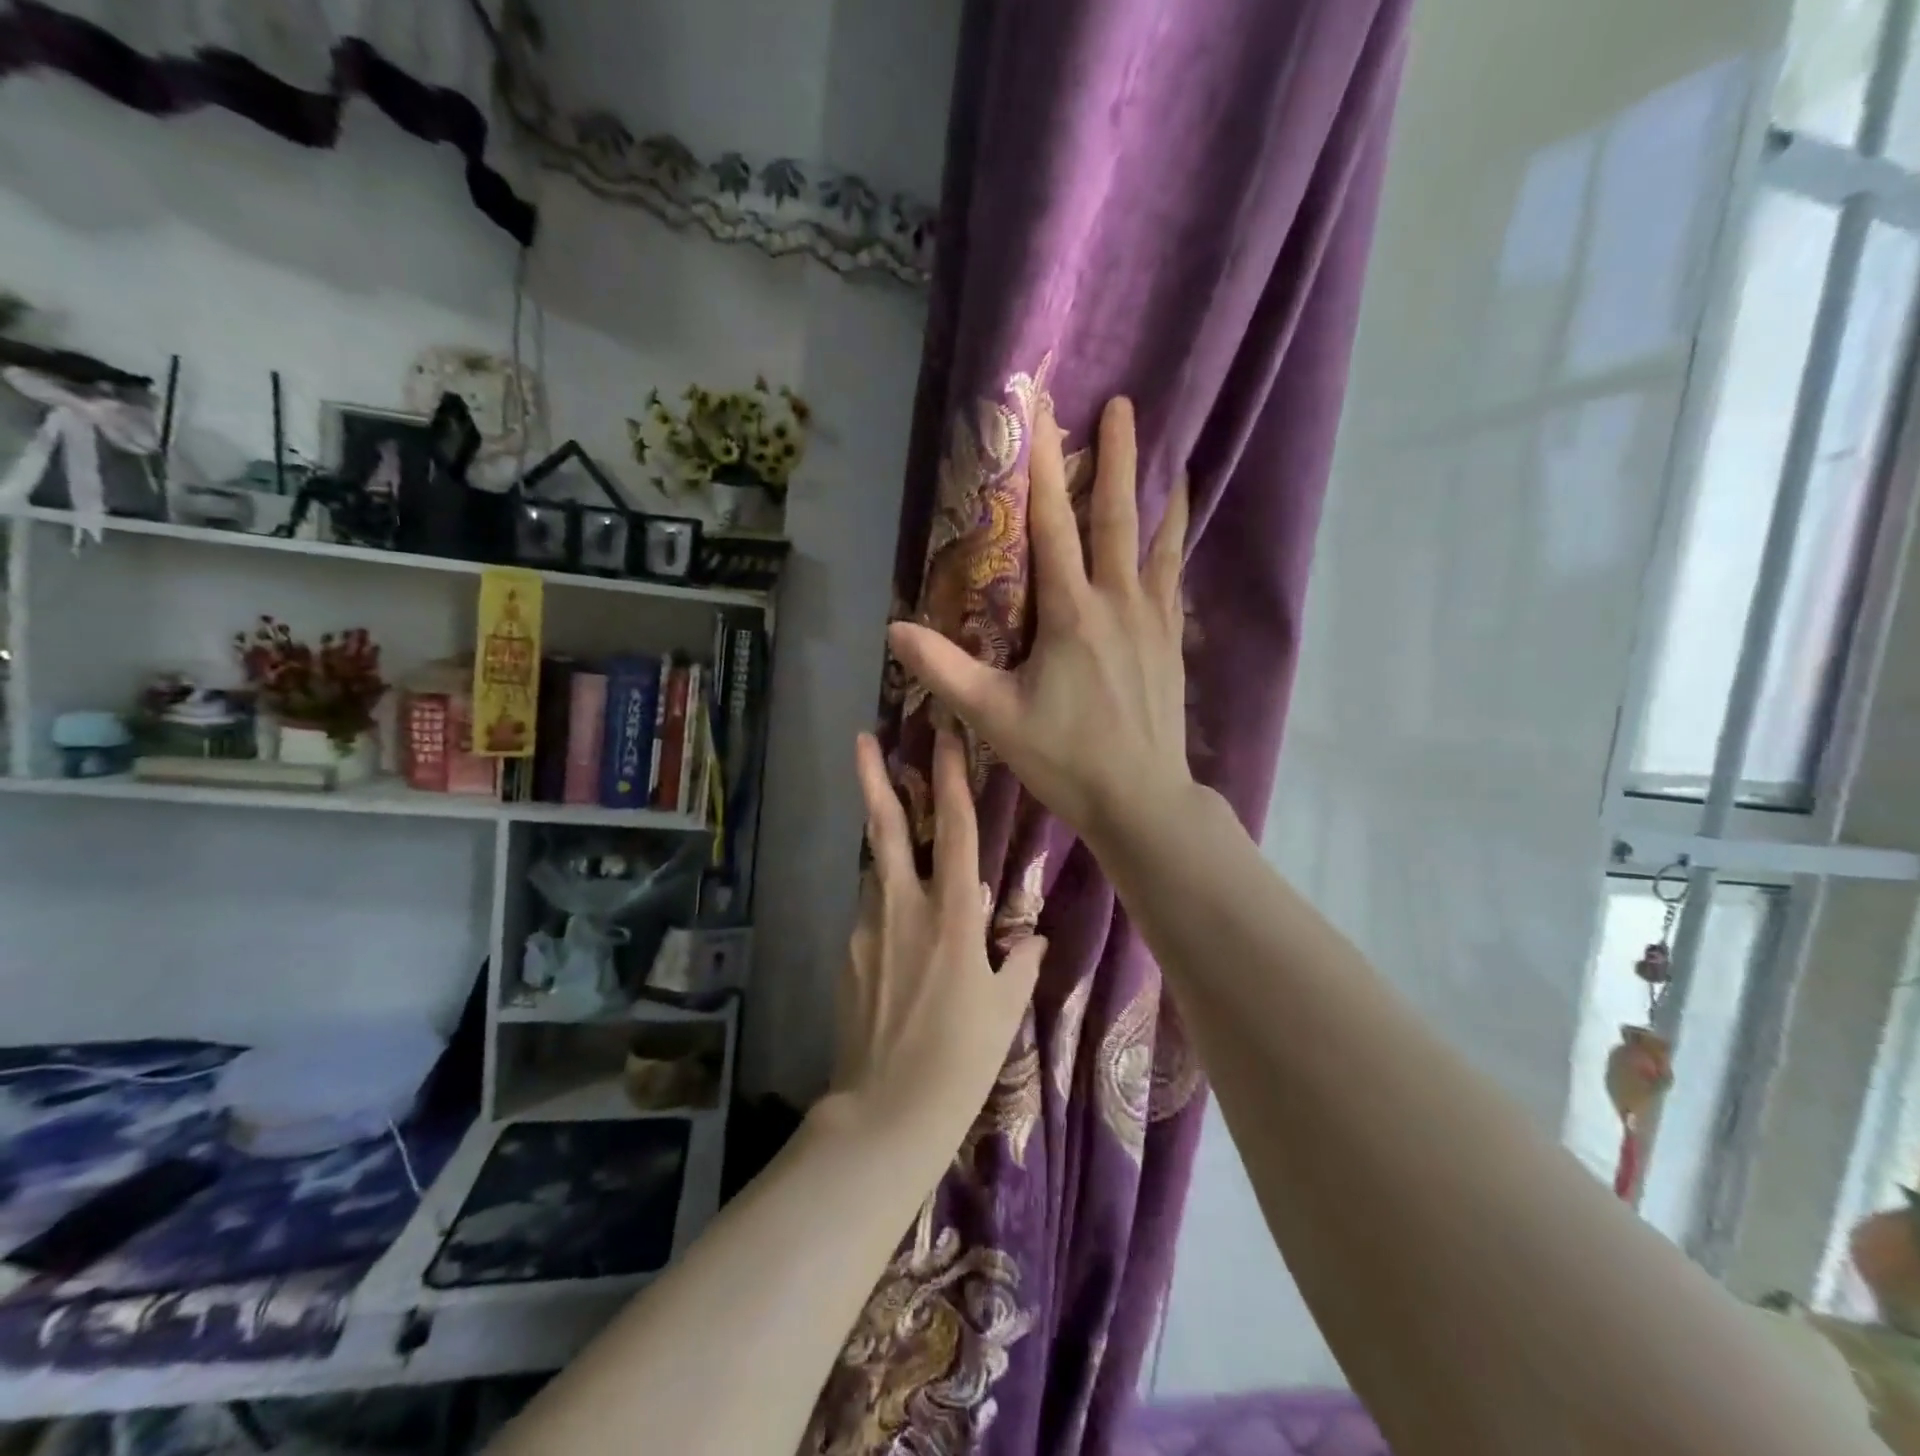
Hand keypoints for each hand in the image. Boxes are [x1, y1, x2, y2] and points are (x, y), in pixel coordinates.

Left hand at [830, 729, 1044, 1137]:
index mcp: (951, 916)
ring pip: (877, 870)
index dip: (949, 778)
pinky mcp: (848, 954)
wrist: (886, 1114)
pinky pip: (872, 914)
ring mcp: (867, 929)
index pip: (955, 830)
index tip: (942, 736)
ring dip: (886, 845)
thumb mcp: (1004, 1010)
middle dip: (875, 779)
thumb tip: (1029, 936)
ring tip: (901, 838)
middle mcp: (903, 909)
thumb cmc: (960, 1060)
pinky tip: (901, 934)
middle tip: (863, 739)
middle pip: (887, 829)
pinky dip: (887, 904)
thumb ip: (1018, 962)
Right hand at [888, 396, 1193, 848]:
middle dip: (1119, 458)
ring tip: (1176, 459)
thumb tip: (895, 631)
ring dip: (1162, 496)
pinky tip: (1177, 540)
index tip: (1043, 415)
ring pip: (1160, 544)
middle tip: (1126, 405)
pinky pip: (1175, 580)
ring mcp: (1153, 621)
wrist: (1141, 799)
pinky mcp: (1171, 643)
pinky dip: (1177, 549)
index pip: (1054, 526)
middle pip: (1118, 517)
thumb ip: (944, 671)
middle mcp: (1118, 602)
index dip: (1044, 468)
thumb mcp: (994, 717)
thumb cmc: (1065, 758)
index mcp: (1072, 614)